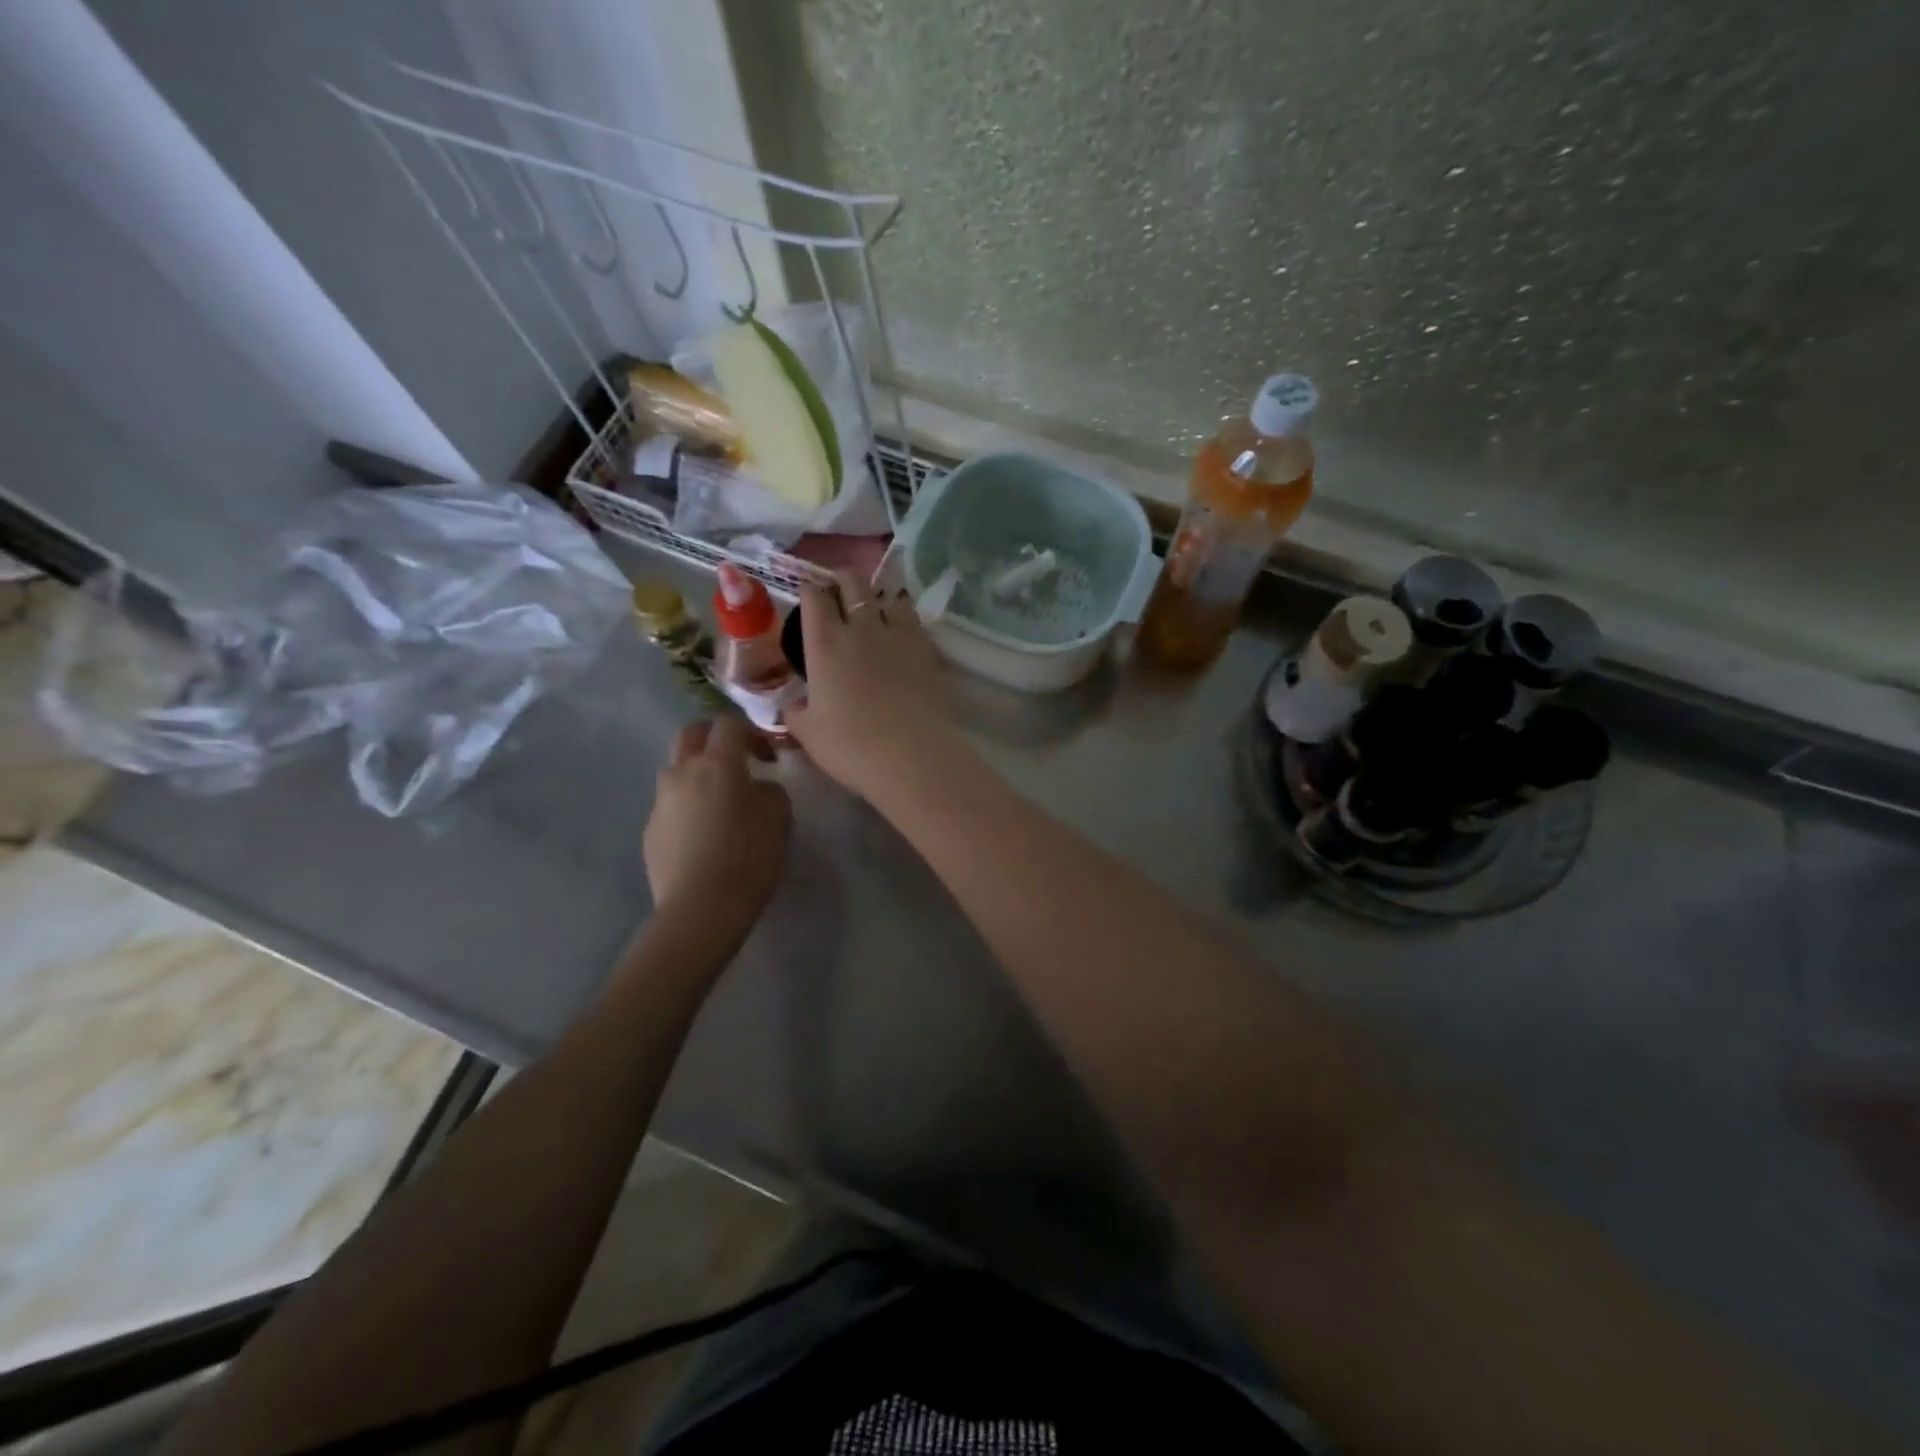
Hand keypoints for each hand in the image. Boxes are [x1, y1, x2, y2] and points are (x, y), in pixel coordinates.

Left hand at [644, 717, 790, 939]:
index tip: (767, 756)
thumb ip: (769, 790)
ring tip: (719, 803)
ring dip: (697, 774)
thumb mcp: (779, 816)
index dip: (750, 733)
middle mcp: (682, 773)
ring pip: (677, 771)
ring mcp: (661, 802)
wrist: (701, 908)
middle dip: (712, 738)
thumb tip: (756, 788)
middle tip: (734, 760)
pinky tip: (704, 837)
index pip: (729, 724)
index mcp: (717, 763)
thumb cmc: (749, 856)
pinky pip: (671, 806)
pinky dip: (688, 808)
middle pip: (690, 734)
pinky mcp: (650, 830)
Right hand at [786, 570, 947, 799]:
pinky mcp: (927, 650)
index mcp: (825, 644)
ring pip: (889, 596)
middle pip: (853, 583)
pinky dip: (905, 619)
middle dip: (843, 579)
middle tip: (839, 587)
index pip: (814, 598)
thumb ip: (796, 713)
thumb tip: (791, 706)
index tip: (808, 592)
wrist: (910, 755)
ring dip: (879, 597)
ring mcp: (898, 635)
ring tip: (876, 607)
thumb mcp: (809, 733)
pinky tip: (903, 632)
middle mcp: (861, 629)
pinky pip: (914, 621)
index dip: (809, 589)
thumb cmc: (850, 746)